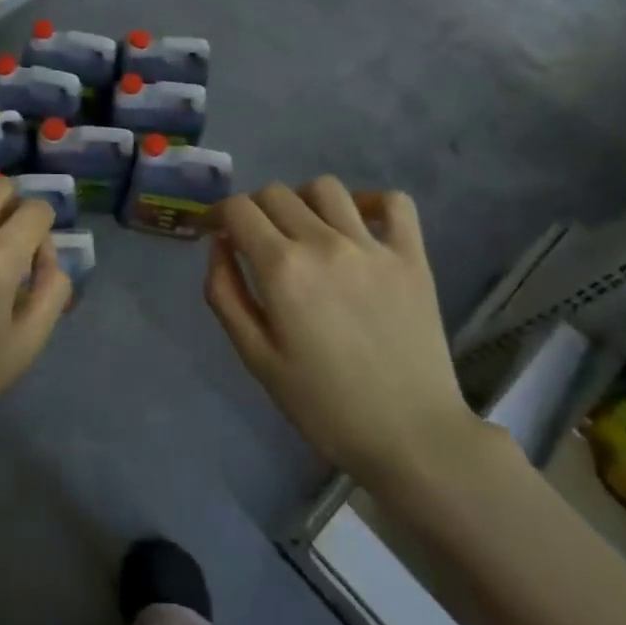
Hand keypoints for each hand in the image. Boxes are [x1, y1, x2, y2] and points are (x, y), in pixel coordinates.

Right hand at [204, 178, 479, 479]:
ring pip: (325, 188)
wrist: (411, 436)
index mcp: (283, 269)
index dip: (216, 213)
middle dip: (252, 210)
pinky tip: (357, 224)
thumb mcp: (256, 358)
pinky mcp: (413, 256)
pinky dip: (369, 201)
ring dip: (301, 200)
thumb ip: (225, 295)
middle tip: (253, 240)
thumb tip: (218, 246)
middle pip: (276, 193)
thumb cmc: (323, 405)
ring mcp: (373, 246)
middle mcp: (325, 243)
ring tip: (302, 230)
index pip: (238, 209)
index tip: (212, 230)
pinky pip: (393, 202)